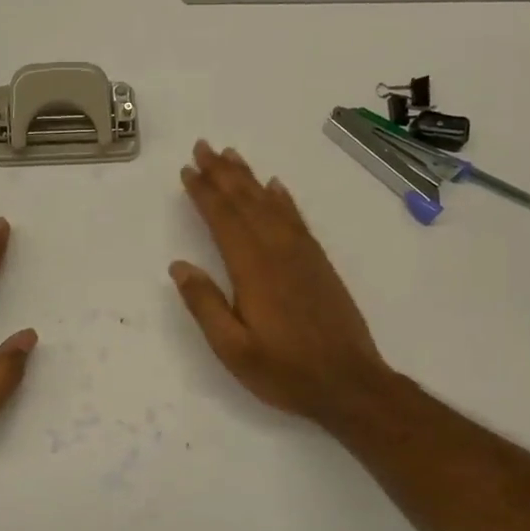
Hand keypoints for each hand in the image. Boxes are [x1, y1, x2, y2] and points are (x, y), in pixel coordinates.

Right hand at [172, 140, 393, 432]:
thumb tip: (179, 266)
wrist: (350, 384)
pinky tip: (276, 187)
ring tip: (232, 155)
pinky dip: (283, 199)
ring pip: (271, 205)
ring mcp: (303, 256)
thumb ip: (205, 305)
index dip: (204, 193)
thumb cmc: (285, 372)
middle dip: (223, 173)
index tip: (188, 169)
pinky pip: (297, 220)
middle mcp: (278, 253)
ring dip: (249, 178)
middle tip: (204, 146)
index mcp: (253, 271)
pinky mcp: (319, 264)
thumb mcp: (233, 349)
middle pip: (247, 202)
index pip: (224, 220)